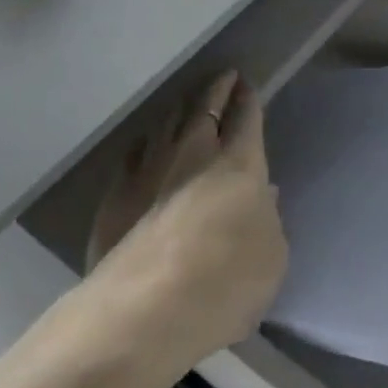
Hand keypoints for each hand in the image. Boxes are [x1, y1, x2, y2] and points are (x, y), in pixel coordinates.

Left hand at [87, 72, 287, 368]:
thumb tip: (263, 195)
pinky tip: (146, 144)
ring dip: (180, 108)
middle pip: (204, 107)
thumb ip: (269, 219)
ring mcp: (149, 168)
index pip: (245, 117)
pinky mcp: (115, 193)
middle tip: (223, 77)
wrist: (145, 310)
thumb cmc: (225, 283)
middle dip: (216, 89)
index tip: (247, 85)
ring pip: (166, 122)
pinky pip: (134, 152)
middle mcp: (193, 152)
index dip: (248, 98)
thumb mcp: (271, 257)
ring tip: (186, 103)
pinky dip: (146, 143)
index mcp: (238, 163)